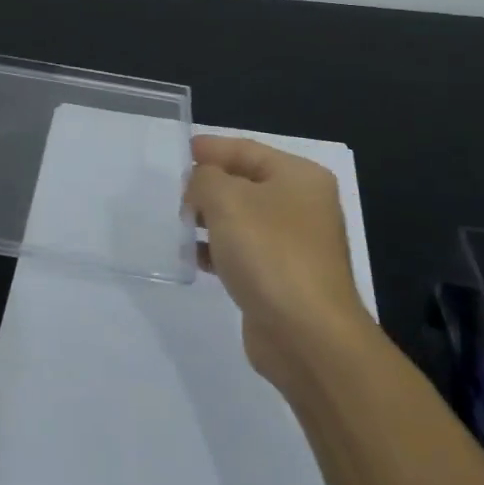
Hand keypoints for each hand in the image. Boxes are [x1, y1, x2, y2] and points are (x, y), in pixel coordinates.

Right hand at [186, 135, 372, 389]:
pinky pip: (245, 253)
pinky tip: (194, 258)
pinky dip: (220, 251)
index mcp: (299, 177)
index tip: (181, 152)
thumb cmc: (269, 253)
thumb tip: (201, 184)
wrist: (307, 335)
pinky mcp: (284, 279)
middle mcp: (303, 206)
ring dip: (211, 220)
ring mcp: (296, 245)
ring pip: (244, 220)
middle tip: (176, 193)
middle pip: (247, 183)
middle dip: (209, 186)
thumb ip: (205, 179)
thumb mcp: (227, 200)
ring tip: (179, 224)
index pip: (248, 150)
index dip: (213, 148)